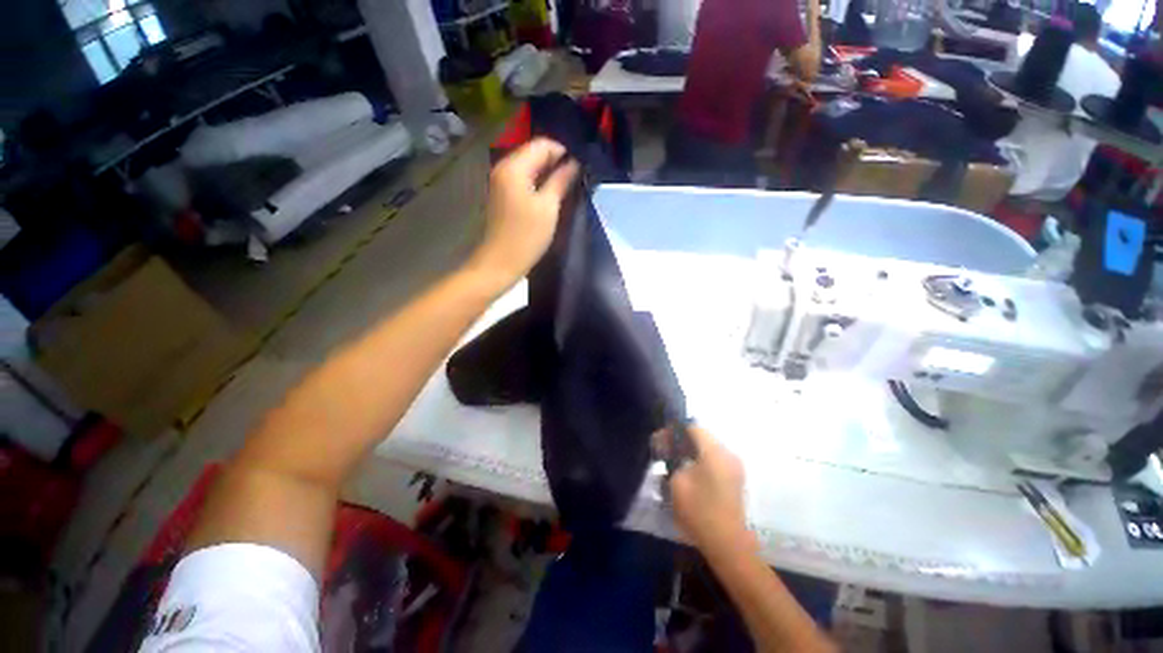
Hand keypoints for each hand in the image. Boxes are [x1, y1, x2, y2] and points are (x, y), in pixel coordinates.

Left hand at [468, 138, 578, 285]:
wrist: (501, 262)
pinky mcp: (503, 195)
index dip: (563, 152)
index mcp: (514, 167)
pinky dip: (538, 182)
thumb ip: (561, 180)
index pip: (542, 144)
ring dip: (548, 173)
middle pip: (534, 153)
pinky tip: (551, 194)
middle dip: (556, 161)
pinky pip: (524, 179)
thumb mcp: (548, 207)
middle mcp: (504, 168)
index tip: (580, 167)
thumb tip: (574, 163)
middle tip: (576, 176)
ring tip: (567, 185)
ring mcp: (501, 182)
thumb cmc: (526, 236)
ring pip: (529, 166)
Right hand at [667, 426, 754, 555]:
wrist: (727, 544)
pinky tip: (687, 475)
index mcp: (715, 451)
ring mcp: (734, 468)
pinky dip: (699, 462)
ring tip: (672, 464)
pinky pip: (714, 462)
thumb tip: (669, 449)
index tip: (660, 441)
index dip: (674, 431)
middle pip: (701, 437)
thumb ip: (672, 459)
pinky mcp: (735, 480)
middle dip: (680, 442)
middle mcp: (728, 454)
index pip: (693, 428)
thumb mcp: (677, 481)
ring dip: (688, 452)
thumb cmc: (699, 510)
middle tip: (663, 452)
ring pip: (707, 450)